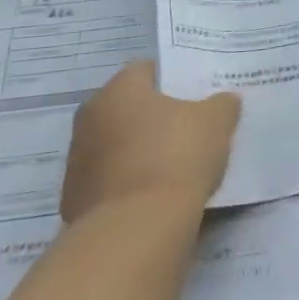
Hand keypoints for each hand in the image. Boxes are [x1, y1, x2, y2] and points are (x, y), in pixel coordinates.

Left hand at [61, 62, 240, 223]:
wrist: (135, 229)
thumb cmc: (176, 156)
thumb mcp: (216, 121)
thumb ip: (222, 104)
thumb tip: (223, 101)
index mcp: (119, 89)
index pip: (147, 70)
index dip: (174, 80)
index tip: (197, 95)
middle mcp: (90, 117)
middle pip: (130, 108)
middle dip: (155, 116)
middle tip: (190, 128)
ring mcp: (78, 161)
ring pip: (117, 145)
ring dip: (140, 151)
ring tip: (176, 166)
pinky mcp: (74, 200)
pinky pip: (111, 180)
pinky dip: (130, 183)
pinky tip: (156, 195)